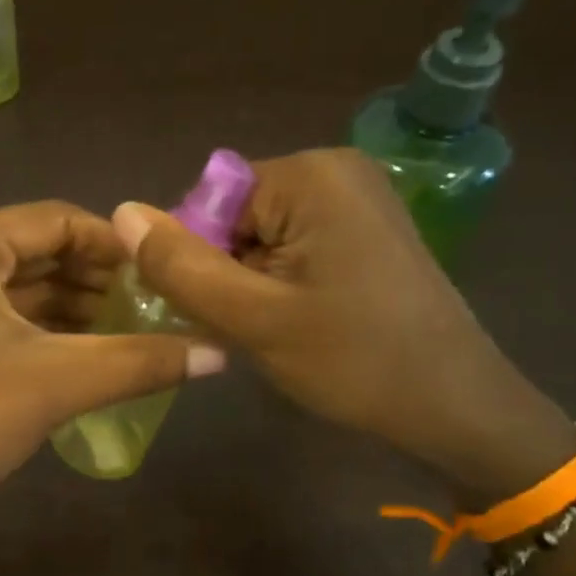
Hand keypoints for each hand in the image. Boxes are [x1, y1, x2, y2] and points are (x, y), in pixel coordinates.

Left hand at [0, 201, 225, 536]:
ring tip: (143, 337)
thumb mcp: (55, 383)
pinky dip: (53, 337)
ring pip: (28, 293)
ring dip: (82, 313)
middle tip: (164, 310)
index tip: (170, 275)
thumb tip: (221, 352)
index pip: (58, 220)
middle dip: (103, 283)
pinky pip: (10, 323)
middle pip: (44, 254)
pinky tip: (99, 359)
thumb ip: (140, 361)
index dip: (119, 246)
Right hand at [117, 148, 571, 500]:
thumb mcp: (253, 318)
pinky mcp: (367, 228)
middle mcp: (335, 169)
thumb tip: (121, 212)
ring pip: (260, 236)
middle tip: (252, 329)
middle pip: (235, 216)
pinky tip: (302, 322)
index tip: (219, 313)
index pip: (207, 201)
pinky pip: (294, 245)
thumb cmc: (353, 361)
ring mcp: (357, 197)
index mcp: (309, 175)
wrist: (455, 405)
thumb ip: (181, 267)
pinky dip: (281, 282)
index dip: (197, 259)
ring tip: (280, 330)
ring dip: (252, 283)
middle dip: (227, 272)